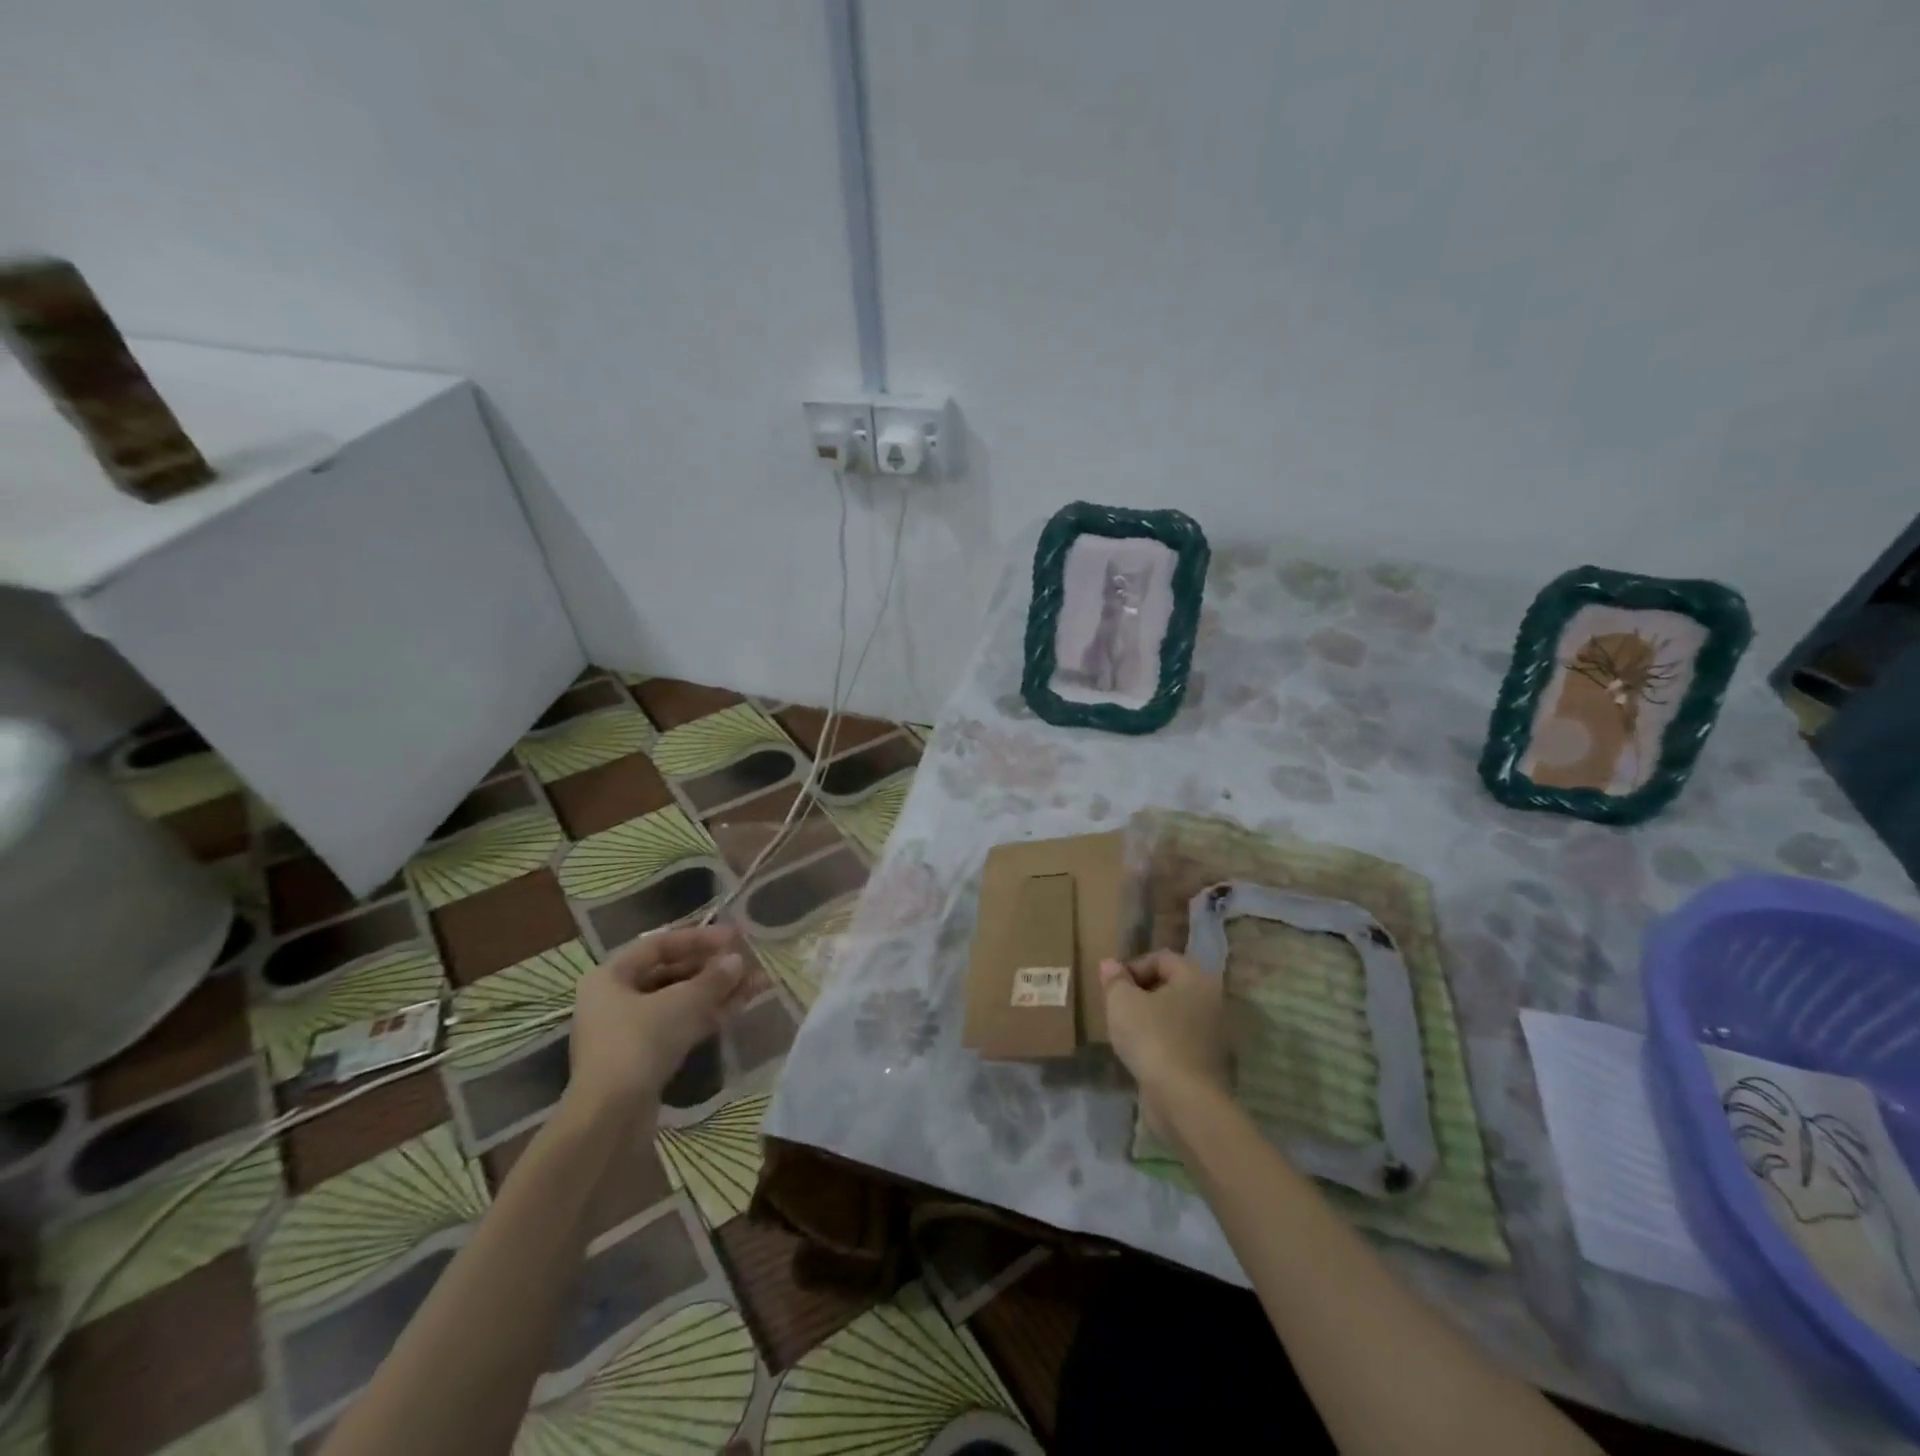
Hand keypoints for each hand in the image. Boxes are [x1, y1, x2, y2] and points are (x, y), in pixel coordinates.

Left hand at [565, 925, 747, 1122]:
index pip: (660, 944)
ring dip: (716, 992)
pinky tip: (738, 1008)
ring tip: (756, 985)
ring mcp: (628, 1030)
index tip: (735, 938)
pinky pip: (678, 1025)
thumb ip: (713, 979)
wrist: (610, 1119)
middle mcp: (615, 999)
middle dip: (712, 968)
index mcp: (611, 976)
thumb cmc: (640, 1044)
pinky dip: (706, 1015)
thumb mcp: (683, 1004)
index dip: (699, 938)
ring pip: (678, 1001)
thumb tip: (737, 960)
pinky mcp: (642, 1058)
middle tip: (748, 963)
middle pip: (670, 973)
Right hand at [1099, 950, 1229, 1141]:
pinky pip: (1178, 1037)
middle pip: (1169, 984)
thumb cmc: (1152, 1038)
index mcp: (1195, 976)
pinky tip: (1141, 1053)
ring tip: (1125, 1031)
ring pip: (1173, 1012)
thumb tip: (1111, 964)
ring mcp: (1212, 1030)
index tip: (1113, 988)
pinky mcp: (1207, 1058)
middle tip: (1117, 1007)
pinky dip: (1160, 1039)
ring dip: (1149, 1017)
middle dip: (1139, 992)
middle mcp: (1210, 998)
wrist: (1183, 1098)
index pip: (1160, 958)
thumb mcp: (1122, 1002)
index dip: (1132, 968)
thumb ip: (1115, 979)